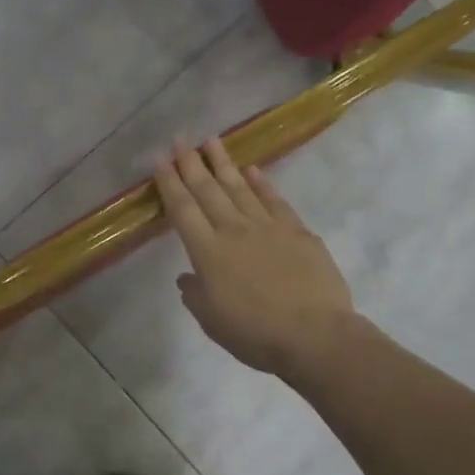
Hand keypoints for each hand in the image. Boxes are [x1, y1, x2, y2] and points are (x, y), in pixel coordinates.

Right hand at [154, 138, 356, 377]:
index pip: (182, 210)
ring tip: (212, 140)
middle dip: (191, 163)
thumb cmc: (255, 334)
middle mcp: (234, 230)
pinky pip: (274, 200)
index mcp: (208, 253)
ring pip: (240, 187)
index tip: (160, 160)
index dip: (169, 183)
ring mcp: (268, 227)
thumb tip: (187, 277)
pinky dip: (262, 183)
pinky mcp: (297, 231)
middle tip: (180, 139)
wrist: (315, 335)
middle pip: (208, 190)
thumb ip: (195, 295)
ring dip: (223, 162)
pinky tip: (253, 170)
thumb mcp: (212, 321)